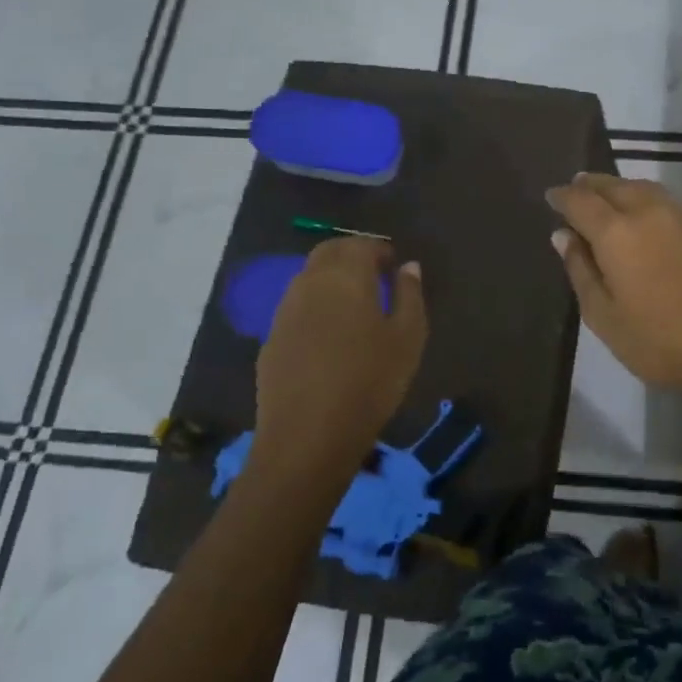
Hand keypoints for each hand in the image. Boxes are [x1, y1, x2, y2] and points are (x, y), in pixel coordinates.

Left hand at [253, 239, 426, 488]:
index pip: (361, 245)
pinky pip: (296, 305)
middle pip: (329, 252)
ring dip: (331, 278)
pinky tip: (330, 333)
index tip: (394, 265)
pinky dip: (315, 304)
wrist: (308, 436)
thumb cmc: (370, 382)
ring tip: (354, 304)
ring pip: (308, 277)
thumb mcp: (408, 338)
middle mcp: (310, 283)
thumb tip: (409, 267)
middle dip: (352, 255)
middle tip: (375, 275)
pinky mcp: (271, 338)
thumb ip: (410, 295)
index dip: (380, 250)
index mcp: (346, 277)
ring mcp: (285, 310)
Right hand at [546, 173, 681, 393]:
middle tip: (576, 188)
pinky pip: (666, 203)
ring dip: (620, 187)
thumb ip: (581, 270)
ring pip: (643, 188)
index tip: (551, 197)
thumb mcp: (604, 316)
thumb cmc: (658, 341)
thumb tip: (563, 236)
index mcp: (616, 232)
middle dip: (590, 185)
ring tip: (608, 196)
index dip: (562, 197)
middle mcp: (648, 213)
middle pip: (613, 186)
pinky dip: (646, 201)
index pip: (580, 201)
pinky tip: (645, 218)